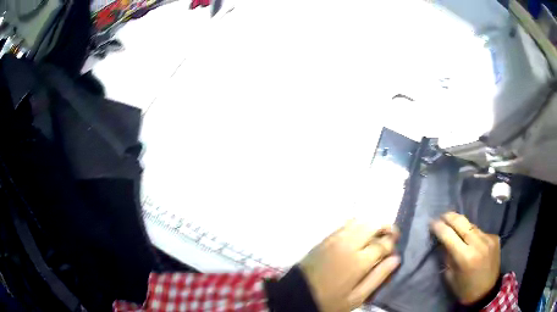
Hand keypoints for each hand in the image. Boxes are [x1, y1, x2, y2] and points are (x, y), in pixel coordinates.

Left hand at [300, 220, 400, 311]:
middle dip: (386, 227)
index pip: (383, 243)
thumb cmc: (330, 301)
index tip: (394, 249)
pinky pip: (346, 224)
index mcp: (358, 261)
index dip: (392, 243)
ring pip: (360, 220)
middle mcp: (348, 244)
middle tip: (391, 236)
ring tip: (377, 235)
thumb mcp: (357, 297)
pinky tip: (360, 235)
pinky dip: (358, 224)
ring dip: (372, 224)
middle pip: (373, 224)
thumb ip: (378, 277)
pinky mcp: (325, 238)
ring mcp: (335, 239)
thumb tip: (395, 259)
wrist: (297, 295)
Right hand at [431, 212, 500, 304]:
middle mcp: (478, 244)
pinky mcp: (495, 238)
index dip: (439, 227)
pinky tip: (470, 239)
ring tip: (455, 225)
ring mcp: (488, 239)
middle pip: (462, 222)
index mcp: (465, 257)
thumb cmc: (465, 288)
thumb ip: (447, 257)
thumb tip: (443, 241)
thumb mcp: (450, 277)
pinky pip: (480, 231)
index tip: (432, 222)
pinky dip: (473, 233)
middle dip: (450, 217)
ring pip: (472, 225)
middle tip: (442, 215)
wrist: (487, 292)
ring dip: (462, 225)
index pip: (449, 235)